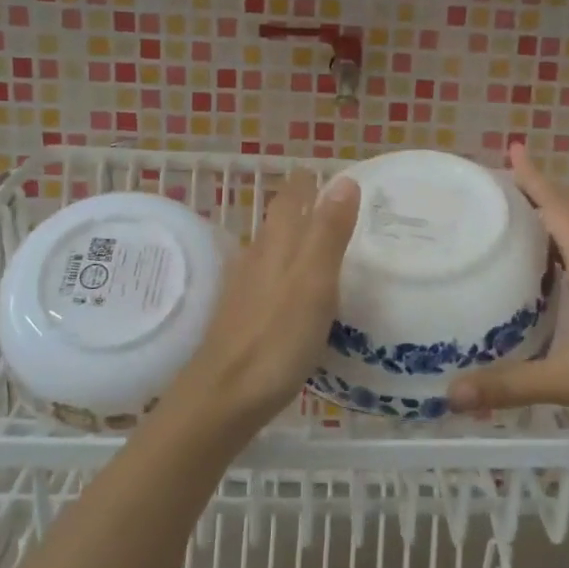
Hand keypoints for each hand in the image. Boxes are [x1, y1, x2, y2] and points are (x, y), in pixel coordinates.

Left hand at [170, 170, 360, 434]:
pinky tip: (293, 290)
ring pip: (270, 249)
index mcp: (277, 245)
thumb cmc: (276, 338)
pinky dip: (285, 271)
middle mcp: (257, 258)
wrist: (223, 395)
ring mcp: (245, 289)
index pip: (291, 199)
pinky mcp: (242, 317)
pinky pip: (267, 279)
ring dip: (292, 238)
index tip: (326, 172)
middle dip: (301, 206)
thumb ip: (328, 232)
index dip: (307, 183)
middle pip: (278, 221)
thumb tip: (344, 179)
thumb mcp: (314, 282)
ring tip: (318, 240)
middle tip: (332, 203)